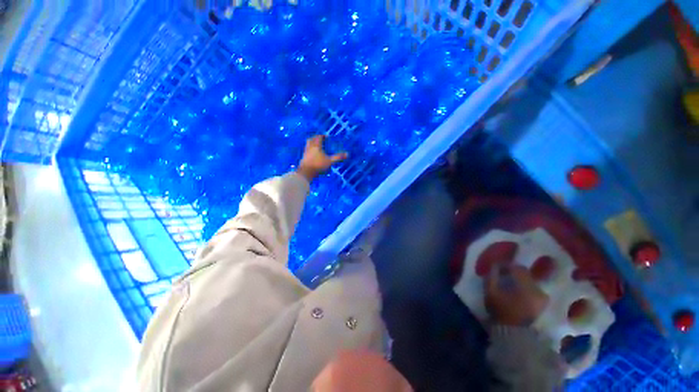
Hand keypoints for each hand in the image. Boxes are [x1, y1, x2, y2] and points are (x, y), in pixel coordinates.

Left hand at [297, 135, 347, 181]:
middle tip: (321, 140)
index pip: (318, 137)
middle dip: (316, 138)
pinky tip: (313, 155)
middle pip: (311, 139)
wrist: (306, 173)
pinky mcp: (303, 158)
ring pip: (308, 145)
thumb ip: (338, 157)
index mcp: (316, 145)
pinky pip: (307, 151)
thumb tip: (347, 154)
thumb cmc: (318, 165)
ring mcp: (305, 153)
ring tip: (317, 147)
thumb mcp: (330, 161)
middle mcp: (309, 147)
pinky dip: (310, 150)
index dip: (322, 136)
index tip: (326, 137)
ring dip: (312, 144)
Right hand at [485, 264, 548, 325]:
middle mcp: (537, 289)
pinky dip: (526, 288)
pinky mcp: (543, 304)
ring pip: (530, 281)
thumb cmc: (501, 311)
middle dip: (514, 272)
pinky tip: (518, 292)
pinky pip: (534, 289)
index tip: (498, 267)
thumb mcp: (490, 292)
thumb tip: (494, 266)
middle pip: (525, 273)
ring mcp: (542, 297)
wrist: (514, 333)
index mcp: (525, 285)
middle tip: (503, 275)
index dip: (506, 265)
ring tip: (510, 284)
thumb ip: (492, 276)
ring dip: (520, 280)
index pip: (517, 268)